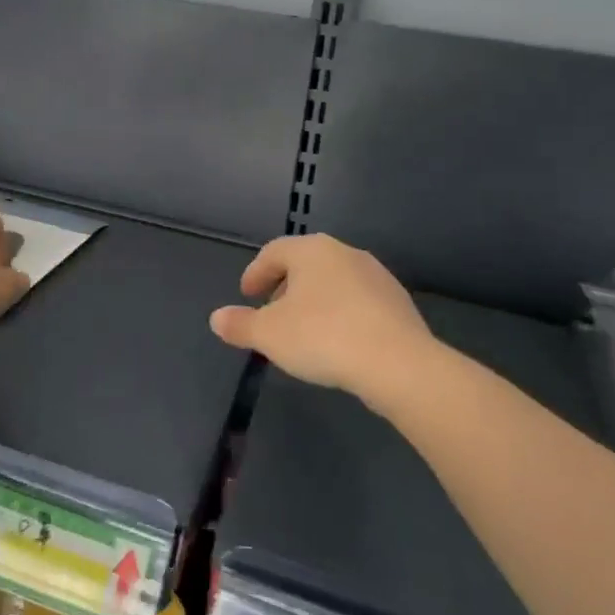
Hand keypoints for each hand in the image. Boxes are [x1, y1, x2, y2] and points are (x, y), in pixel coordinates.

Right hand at [211, 234, 437, 406]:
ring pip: (334, 282)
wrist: (398, 363)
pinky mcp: (398, 302)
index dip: (256, 273)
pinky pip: (358, 302)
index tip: (247, 295)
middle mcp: (344, 252)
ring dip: (314, 300)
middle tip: (272, 313)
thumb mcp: (269, 334)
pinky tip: (338, 341)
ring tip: (304, 330)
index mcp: (311, 250)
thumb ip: (240, 324)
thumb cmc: (322, 336)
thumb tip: (217, 318)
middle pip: (305, 264)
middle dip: (285, 287)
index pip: (274, 252)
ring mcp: (376, 275)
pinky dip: (341, 314)